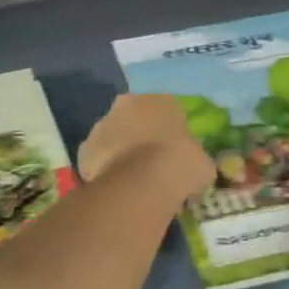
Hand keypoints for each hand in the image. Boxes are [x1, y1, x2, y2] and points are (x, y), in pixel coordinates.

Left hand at [78, 94, 215, 199]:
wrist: (144, 181)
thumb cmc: (182, 165)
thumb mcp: (202, 163)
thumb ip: (196, 159)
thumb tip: (194, 168)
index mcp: (162, 100)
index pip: (167, 111)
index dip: (170, 133)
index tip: (173, 154)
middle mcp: (128, 103)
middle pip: (134, 119)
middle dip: (140, 137)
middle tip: (150, 165)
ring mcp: (103, 124)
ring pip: (113, 136)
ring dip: (119, 152)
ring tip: (132, 181)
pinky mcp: (85, 148)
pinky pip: (97, 159)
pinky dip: (103, 170)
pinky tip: (115, 188)